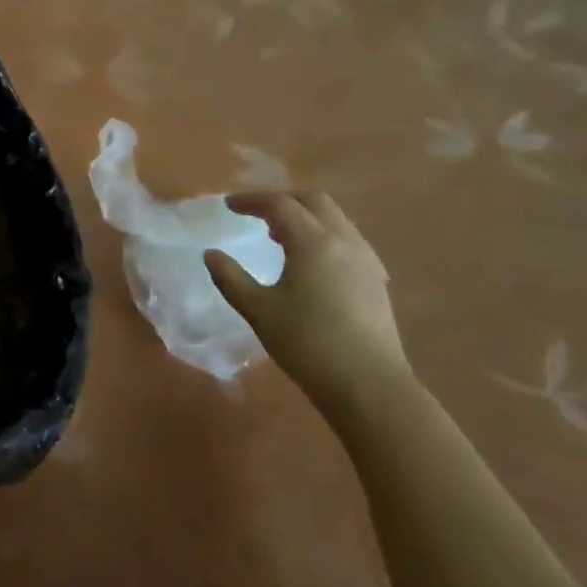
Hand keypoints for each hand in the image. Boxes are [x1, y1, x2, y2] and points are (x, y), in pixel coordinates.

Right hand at [204, 192, 412, 424]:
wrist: (369, 386)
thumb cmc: (308, 344)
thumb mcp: (259, 311)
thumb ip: (231, 278)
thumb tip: (211, 254)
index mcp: (313, 243)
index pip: (280, 205)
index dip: (251, 201)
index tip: (228, 206)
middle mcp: (344, 242)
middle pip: (314, 201)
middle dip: (283, 200)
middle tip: (256, 213)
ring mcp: (366, 260)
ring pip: (335, 219)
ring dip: (305, 217)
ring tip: (278, 235)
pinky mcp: (376, 281)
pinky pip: (347, 240)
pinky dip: (323, 235)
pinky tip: (310, 262)